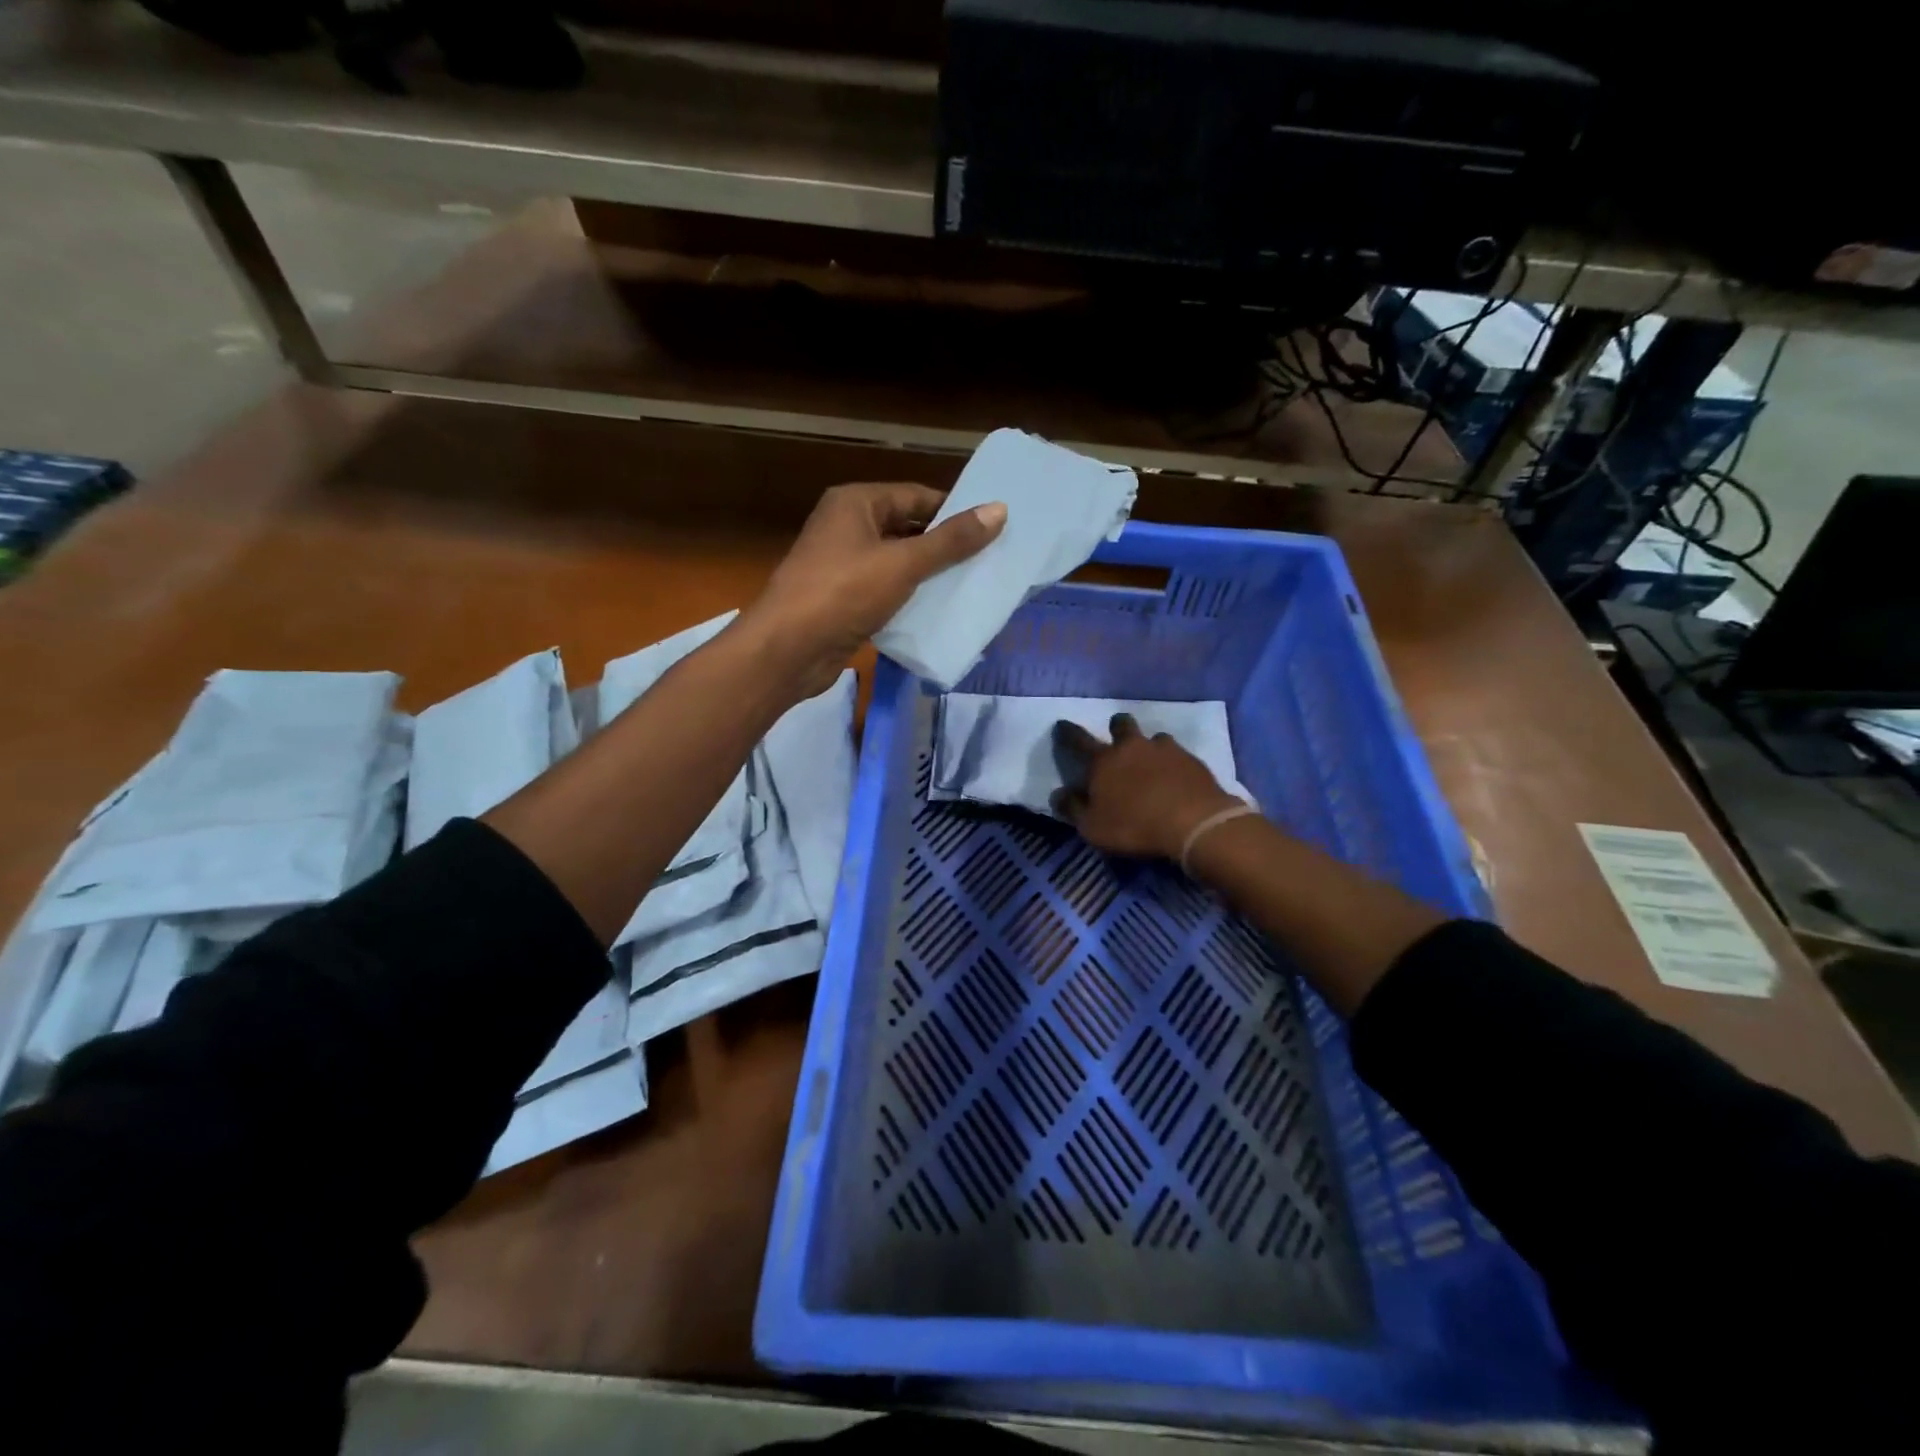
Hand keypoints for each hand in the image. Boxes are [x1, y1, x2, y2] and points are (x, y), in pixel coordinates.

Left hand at [744, 482, 1005, 697]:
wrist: (787, 650)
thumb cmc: (843, 593)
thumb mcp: (903, 563)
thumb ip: (951, 541)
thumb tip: (999, 510)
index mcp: (856, 503)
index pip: (916, 497)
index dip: (953, 512)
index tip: (992, 530)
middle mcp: (847, 528)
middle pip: (908, 530)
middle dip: (944, 548)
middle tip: (989, 563)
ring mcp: (843, 566)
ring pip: (898, 564)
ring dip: (930, 577)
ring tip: (973, 588)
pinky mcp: (844, 601)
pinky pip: (886, 593)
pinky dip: (910, 601)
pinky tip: (940, 614)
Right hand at [1050, 715, 1245, 859]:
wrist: (1195, 823)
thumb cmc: (1134, 826)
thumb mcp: (1092, 827)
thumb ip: (1073, 809)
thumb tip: (1058, 794)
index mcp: (1103, 761)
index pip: (1078, 740)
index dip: (1067, 732)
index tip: (1061, 724)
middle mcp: (1132, 747)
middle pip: (1121, 724)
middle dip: (1117, 728)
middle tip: (1118, 740)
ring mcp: (1165, 750)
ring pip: (1153, 737)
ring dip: (1149, 747)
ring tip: (1152, 763)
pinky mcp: (1192, 760)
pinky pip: (1178, 754)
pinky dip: (1173, 763)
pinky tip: (1176, 778)